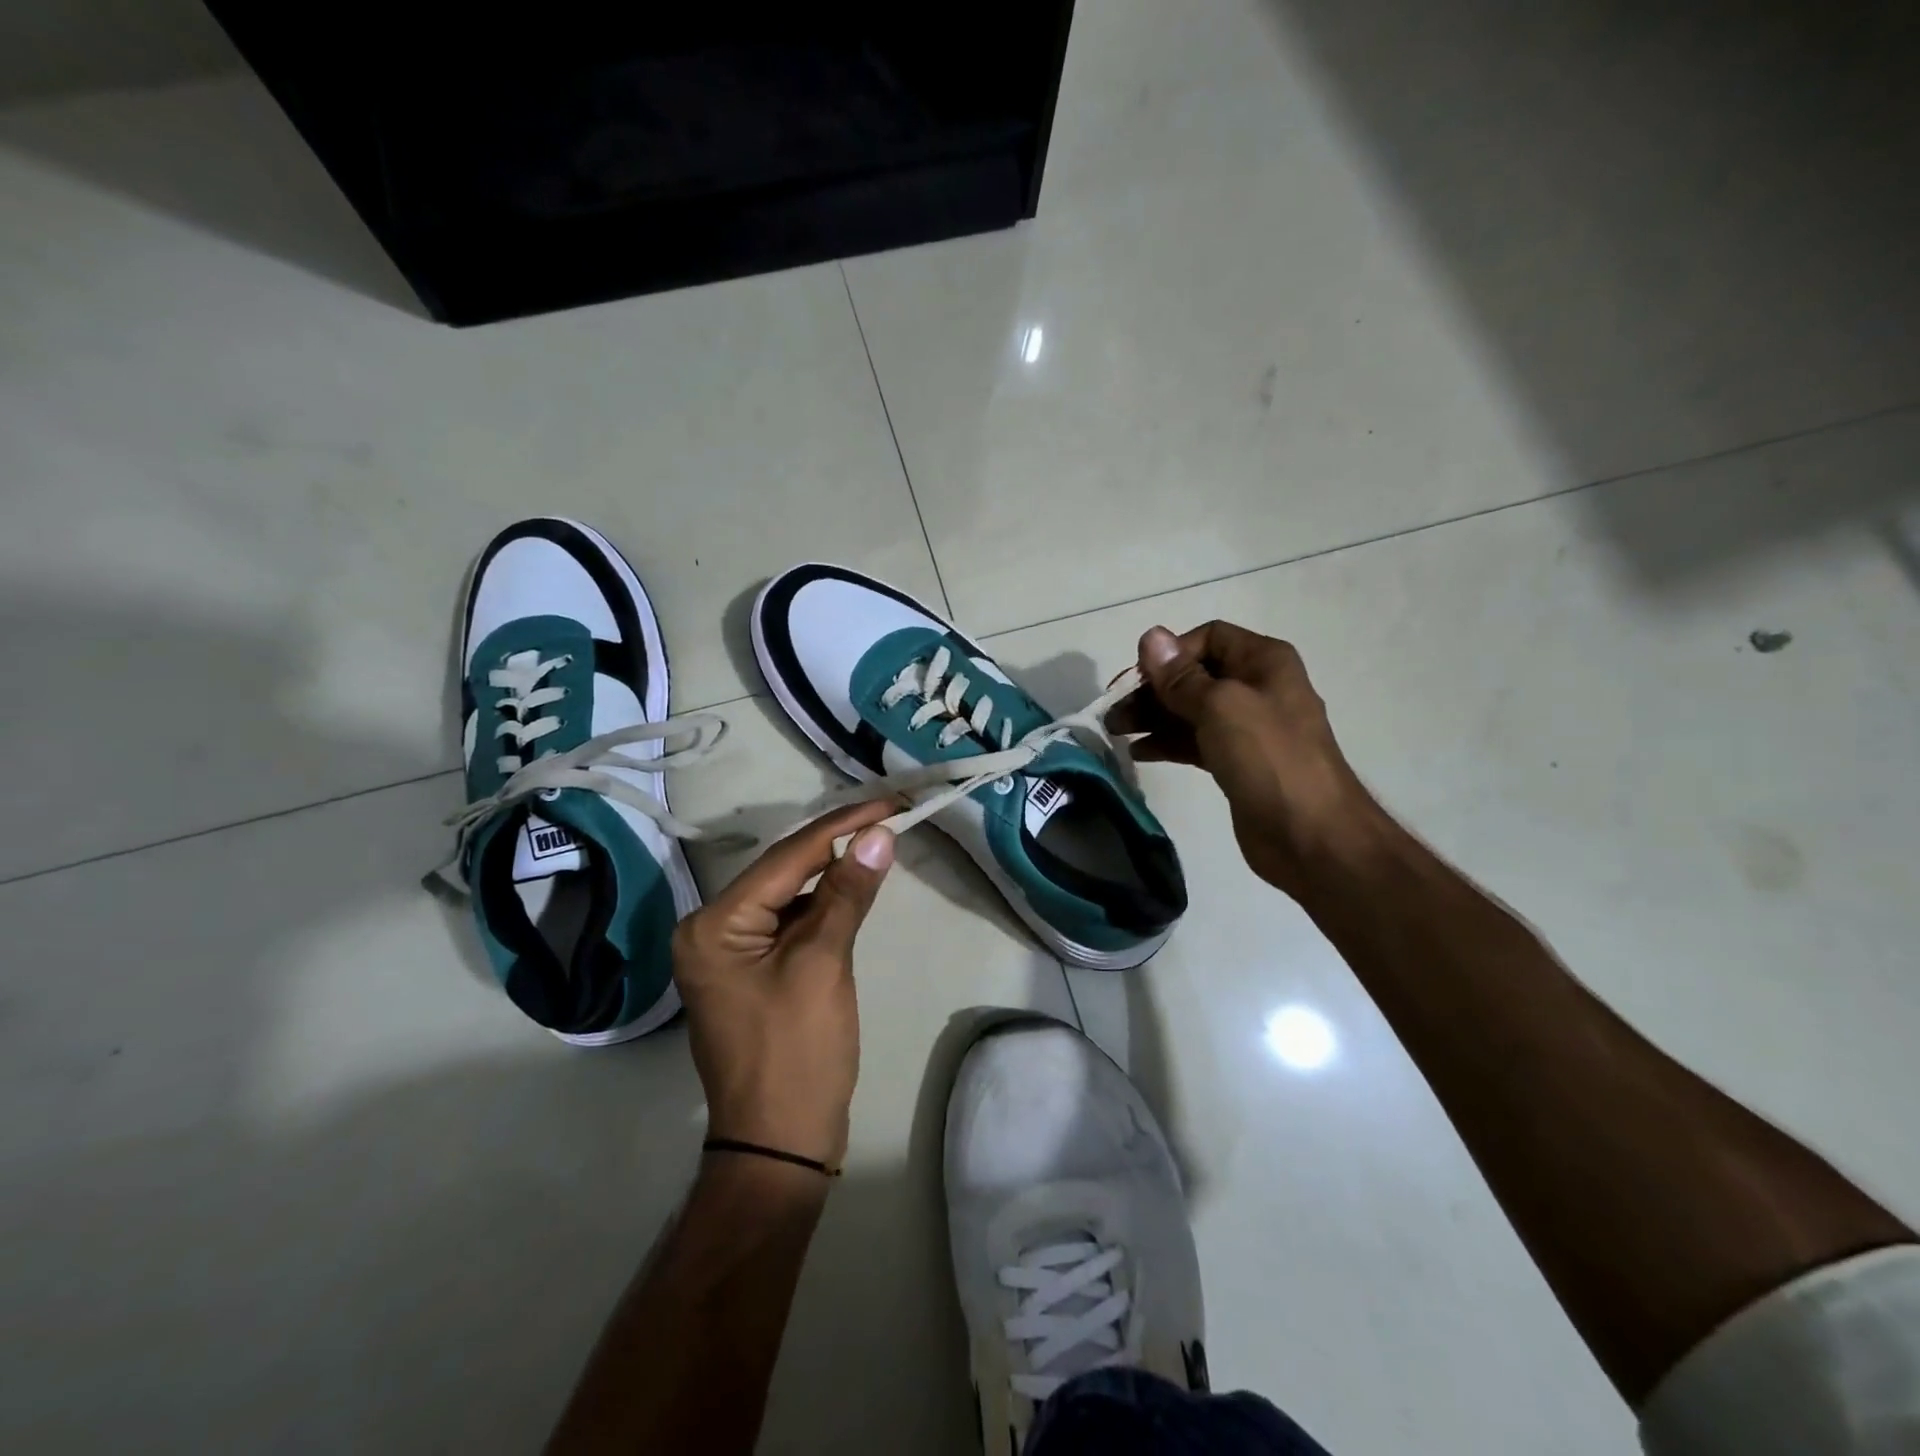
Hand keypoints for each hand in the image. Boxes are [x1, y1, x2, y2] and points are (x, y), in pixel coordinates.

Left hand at [672, 802, 896, 1168]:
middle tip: (889, 817)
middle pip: (784, 871)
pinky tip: (853, 891)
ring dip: (833, 874)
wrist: (780, 1146)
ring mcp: (729, 952)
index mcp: (714, 924)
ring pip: (789, 895)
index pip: (787, 857)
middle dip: (838, 844)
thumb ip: (847, 892)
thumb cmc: (797, 1054)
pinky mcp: (752, 971)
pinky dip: (824, 906)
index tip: (890, 803)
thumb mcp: (823, 964)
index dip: (842, 826)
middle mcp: (711, 930)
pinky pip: (790, 922)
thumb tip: (878, 834)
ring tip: (879, 844)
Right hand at [1111, 621, 1384, 895]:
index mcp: (1263, 662)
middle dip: (1152, 689)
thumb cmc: (1269, 759)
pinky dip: (1166, 742)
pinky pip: (1194, 741)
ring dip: (1152, 717)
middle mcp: (1256, 687)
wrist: (1311, 835)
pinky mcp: (1237, 762)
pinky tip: (1138, 752)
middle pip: (1194, 675)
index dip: (1170, 654)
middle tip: (1114, 711)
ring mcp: (1247, 728)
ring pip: (1190, 710)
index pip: (1207, 638)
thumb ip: (1181, 676)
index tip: (1137, 680)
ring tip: (1114, 731)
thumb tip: (1151, 636)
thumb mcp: (1221, 707)